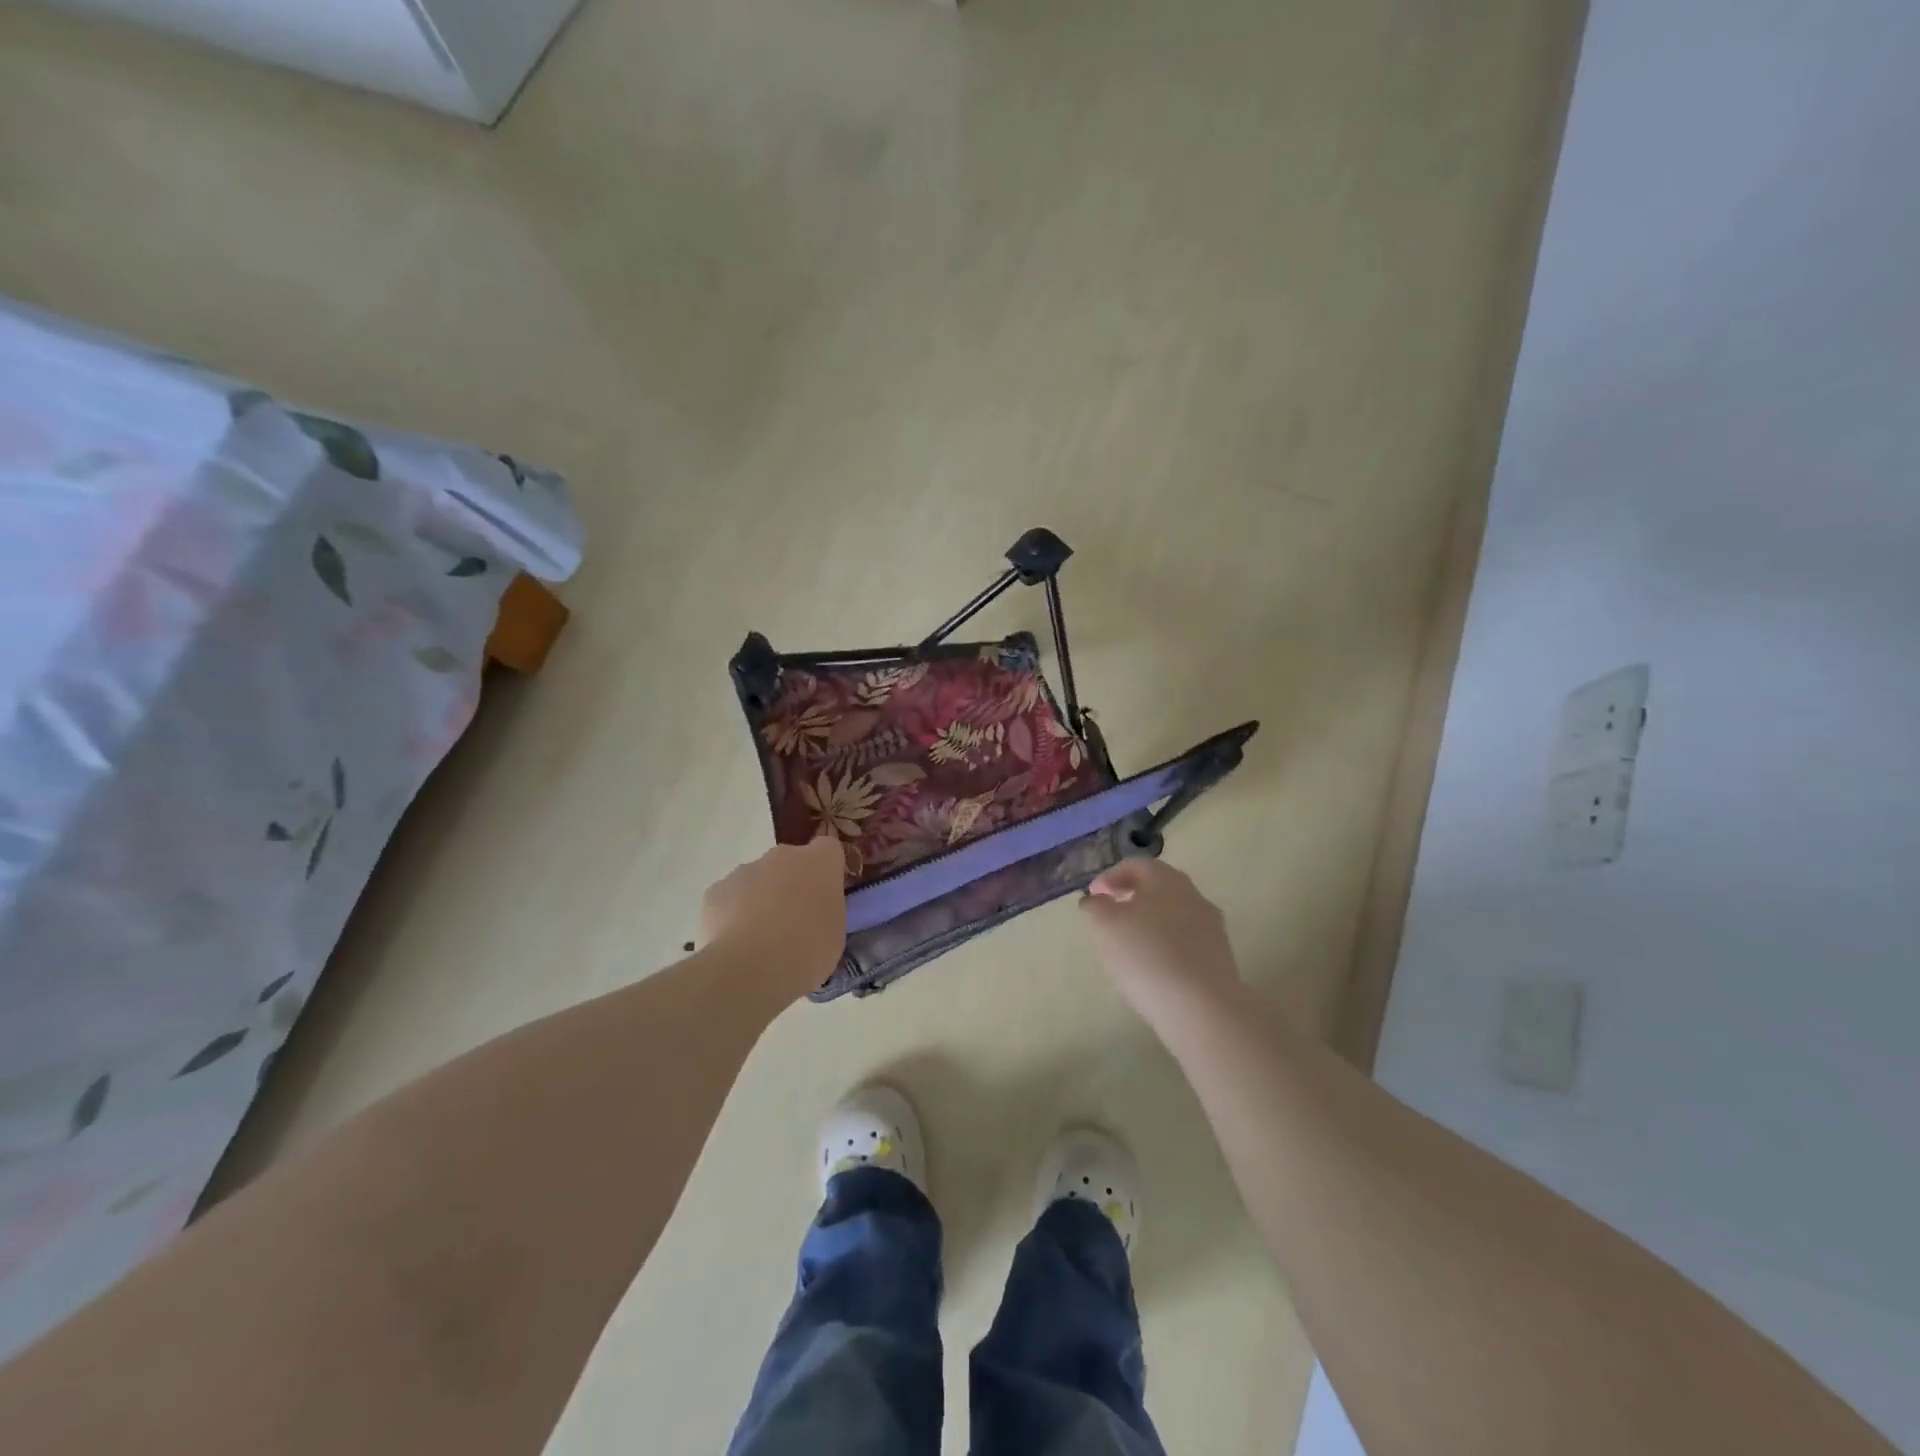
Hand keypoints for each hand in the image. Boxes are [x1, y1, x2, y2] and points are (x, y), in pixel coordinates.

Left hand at [700, 837, 846, 996]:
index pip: (828, 849)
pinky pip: (729, 899)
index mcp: (820, 862)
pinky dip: (732, 915)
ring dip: (760, 899)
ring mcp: (745, 870)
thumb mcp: (835, 932)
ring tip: (760, 940)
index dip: (826, 870)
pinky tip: (736, 944)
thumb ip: (825, 911)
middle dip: (790, 884)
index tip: (824, 895)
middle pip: (789, 862)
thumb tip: (812, 913)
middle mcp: (783, 855)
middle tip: (793, 922)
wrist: (753, 966)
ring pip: (756, 880)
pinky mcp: (716, 890)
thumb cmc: (808, 949)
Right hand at [1080, 857, 1242, 1024]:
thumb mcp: (1104, 925)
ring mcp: (1211, 927)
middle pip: (1158, 888)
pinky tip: (1154, 968)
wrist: (1201, 1007)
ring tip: (1130, 946)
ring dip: (1150, 923)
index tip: (1093, 896)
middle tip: (1110, 916)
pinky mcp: (1220, 957)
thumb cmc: (1145, 955)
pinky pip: (1185, 942)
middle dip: (1132, 898)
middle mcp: (1193, 895)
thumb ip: (1095, 906)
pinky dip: (1166, 947)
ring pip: (1173, 915)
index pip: (1136, 865)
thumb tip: (1096, 900)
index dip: (1110, 877)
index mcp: (1166, 879)